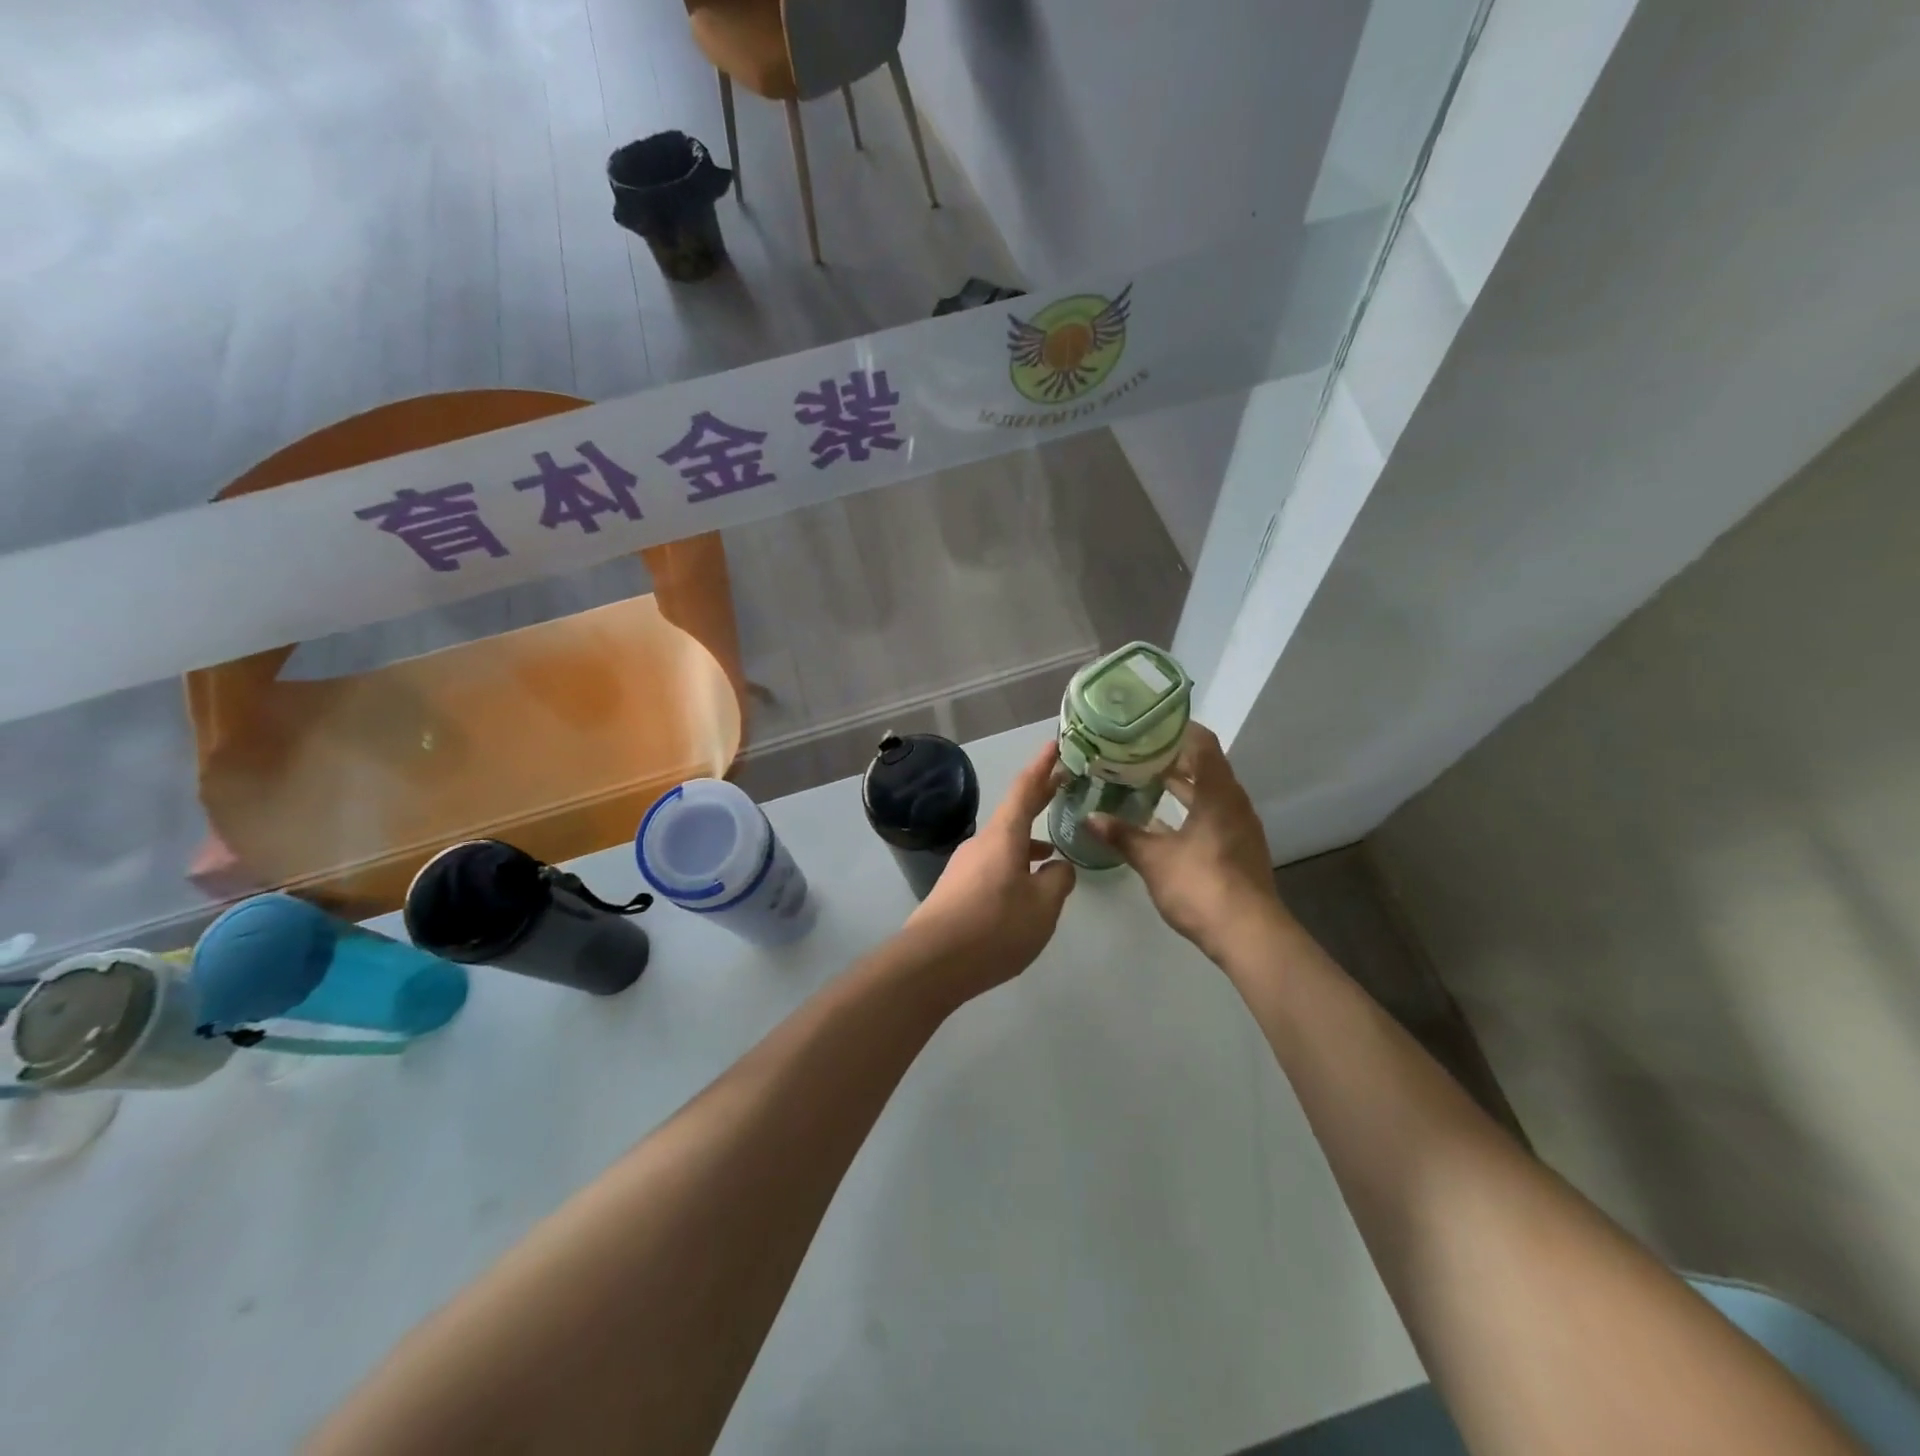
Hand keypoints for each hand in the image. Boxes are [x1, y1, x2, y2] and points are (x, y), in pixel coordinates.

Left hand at [900, 742, 1076, 1001]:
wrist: (931, 962)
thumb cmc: (995, 927)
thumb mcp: (1043, 906)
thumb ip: (1058, 880)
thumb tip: (1058, 865)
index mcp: (1004, 836)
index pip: (1025, 789)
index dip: (1043, 767)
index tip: (1054, 744)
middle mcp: (981, 843)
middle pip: (1013, 813)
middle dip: (1038, 798)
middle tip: (1061, 784)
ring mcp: (964, 866)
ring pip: (1004, 845)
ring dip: (1028, 842)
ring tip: (1052, 853)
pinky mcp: (955, 891)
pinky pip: (992, 867)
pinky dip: (1013, 866)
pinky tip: (1023, 890)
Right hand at [1086, 723, 1284, 964]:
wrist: (1249, 934)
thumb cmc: (1201, 884)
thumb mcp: (1153, 858)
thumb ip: (1122, 835)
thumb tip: (1089, 818)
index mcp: (1218, 792)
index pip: (1202, 742)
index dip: (1176, 729)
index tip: (1147, 725)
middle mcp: (1233, 801)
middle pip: (1206, 765)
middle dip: (1172, 757)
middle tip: (1136, 751)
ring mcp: (1239, 826)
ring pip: (1209, 792)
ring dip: (1181, 784)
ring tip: (1144, 779)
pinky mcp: (1238, 848)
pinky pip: (1212, 814)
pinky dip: (1189, 809)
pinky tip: (1161, 821)